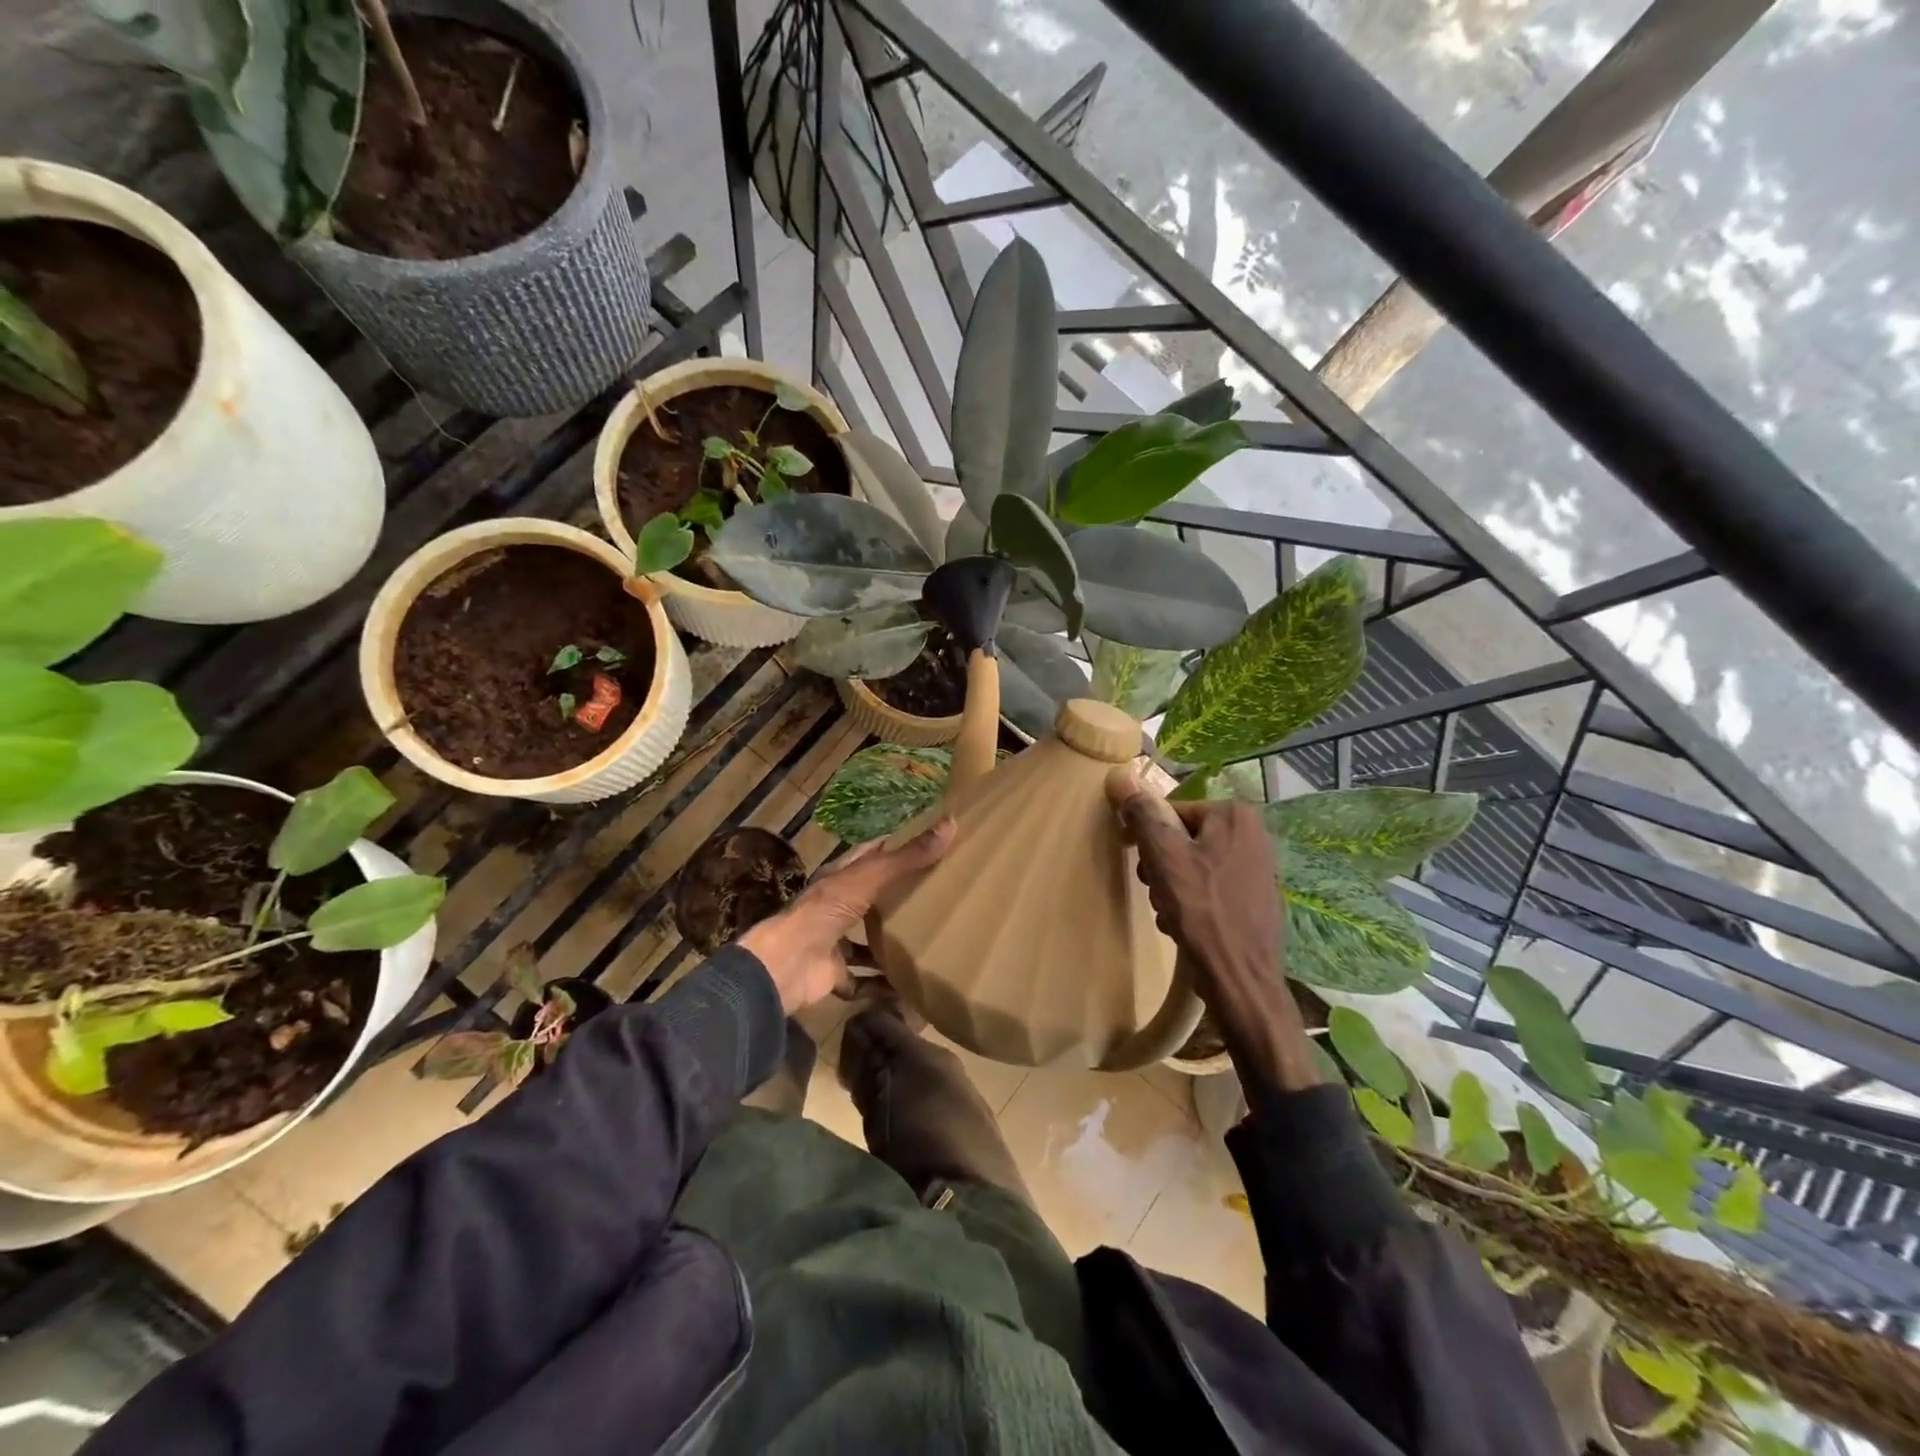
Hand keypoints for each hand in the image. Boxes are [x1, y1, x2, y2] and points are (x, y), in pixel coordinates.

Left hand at [738, 819, 955, 1014]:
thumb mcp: (870, 877)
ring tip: (928, 944)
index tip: (926, 842)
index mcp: (840, 878)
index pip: (869, 856)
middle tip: (938, 896)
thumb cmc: (826, 911)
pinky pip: (864, 981)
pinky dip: (883, 986)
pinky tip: (909, 989)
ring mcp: (834, 942)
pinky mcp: (836, 975)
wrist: (787, 965)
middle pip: (871, 899)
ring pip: (867, 941)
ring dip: (890, 945)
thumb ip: (907, 857)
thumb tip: (950, 824)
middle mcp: (836, 907)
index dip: (893, 846)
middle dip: (898, 899)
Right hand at [1106, 767, 1282, 1001]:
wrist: (1241, 979)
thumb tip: (1120, 774)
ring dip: (1171, 885)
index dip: (1145, 836)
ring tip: (1169, 911)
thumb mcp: (1164, 857)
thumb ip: (1142, 815)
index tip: (1135, 861)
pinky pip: (1211, 885)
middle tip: (1154, 890)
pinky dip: (1192, 901)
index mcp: (1234, 815)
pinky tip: (1184, 924)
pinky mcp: (1256, 896)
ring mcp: (1258, 866)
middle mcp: (1252, 833)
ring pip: (1193, 864)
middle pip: (1182, 838)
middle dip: (1160, 864)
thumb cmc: (1202, 911)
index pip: (1170, 812)